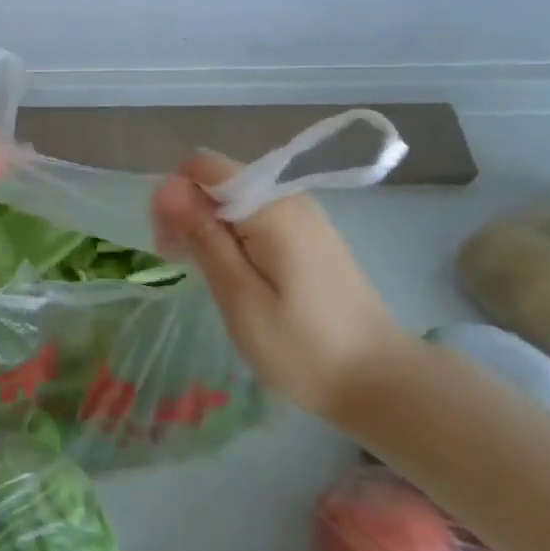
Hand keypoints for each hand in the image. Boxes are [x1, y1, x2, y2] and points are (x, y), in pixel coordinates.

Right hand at [150, 151, 405, 418]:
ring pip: (234, 199)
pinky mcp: (309, 236)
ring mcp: (303, 216)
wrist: (383, 384)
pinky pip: (256, 217)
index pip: (203, 166)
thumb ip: (202, 236)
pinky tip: (234, 275)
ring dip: (209, 227)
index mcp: (271, 207)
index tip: (170, 245)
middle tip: (183, 265)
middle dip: (189, 212)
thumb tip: (166, 186)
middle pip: (218, 180)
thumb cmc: (303, 348)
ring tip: (207, 275)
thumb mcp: (239, 296)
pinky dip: (234, 237)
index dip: (175, 196)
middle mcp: (289, 198)